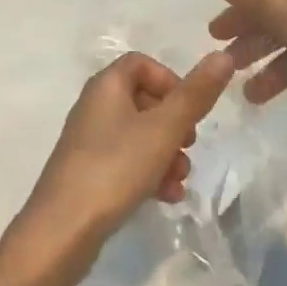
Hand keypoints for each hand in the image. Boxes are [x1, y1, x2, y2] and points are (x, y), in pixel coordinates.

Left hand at [5, 50, 234, 278]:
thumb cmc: (115, 168)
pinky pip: (127, 162)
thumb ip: (195, 94)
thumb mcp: (163, 129)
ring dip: (166, 154)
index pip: (141, 63)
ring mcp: (90, 141)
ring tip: (180, 180)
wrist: (63, 230)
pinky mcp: (89, 173)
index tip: (190, 108)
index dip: (170, 80)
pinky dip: (149, 173)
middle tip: (189, 146)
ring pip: (139, 135)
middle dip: (174, 125)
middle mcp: (95, 106)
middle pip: (144, 100)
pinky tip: (166, 198)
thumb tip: (223, 55)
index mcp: (106, 86)